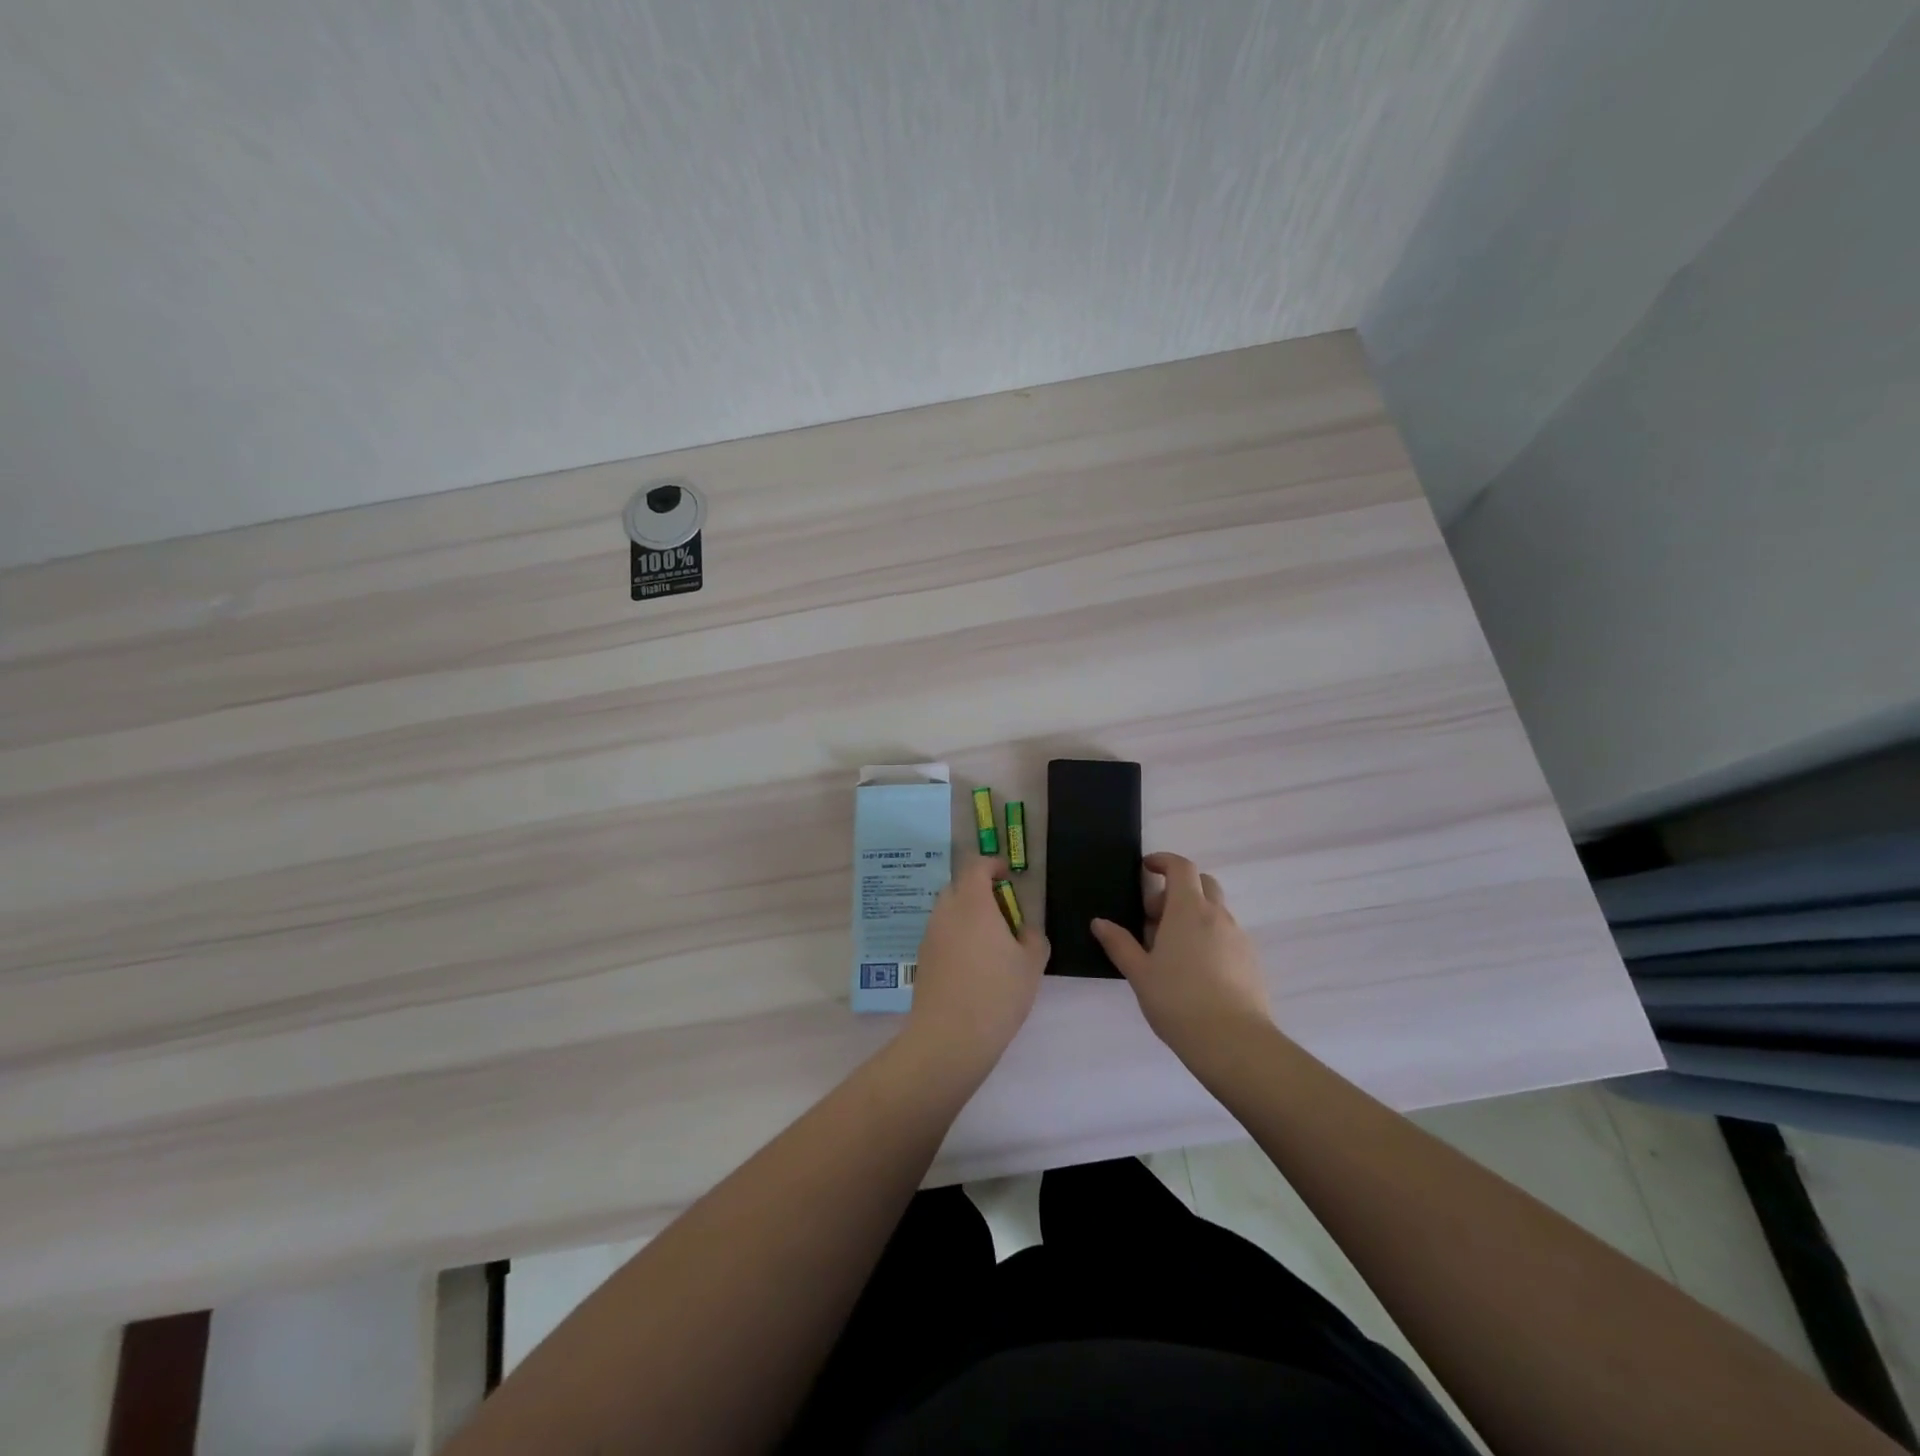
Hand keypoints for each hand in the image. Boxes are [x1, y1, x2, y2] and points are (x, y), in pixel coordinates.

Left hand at [902, 856, 1049, 1079]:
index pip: (976, 867)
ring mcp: (929, 935)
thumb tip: (1025, 930)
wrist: (950, 1037)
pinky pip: (940, 934)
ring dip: (966, 915)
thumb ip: (1033, 937)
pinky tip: (972, 964)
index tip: (1007, 875)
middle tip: (1002, 910)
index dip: (992, 865)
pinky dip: (955, 936)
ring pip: (947, 911)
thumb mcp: (1031, 964)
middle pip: (958, 887)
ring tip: (989, 941)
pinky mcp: (922, 959)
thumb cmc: (997, 993)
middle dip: (979, 890)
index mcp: (973, 903)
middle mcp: (946, 912)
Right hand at [1092, 852, 1272, 1060]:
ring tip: (1172, 950)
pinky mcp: (1251, 961)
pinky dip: (1209, 937)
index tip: (1146, 868)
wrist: (1234, 1042)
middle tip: (1155, 917)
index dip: (1163, 861)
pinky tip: (1195, 971)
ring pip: (1216, 911)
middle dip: (1178, 889)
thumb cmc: (1178, 1001)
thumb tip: (1100, 922)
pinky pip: (1227, 935)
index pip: (1181, 867)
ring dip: (1193, 916)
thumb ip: (1119, 944)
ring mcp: (1239, 937)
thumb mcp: (1139, 973)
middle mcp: (1217, 915)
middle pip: (1203, 883)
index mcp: (1188, 910)